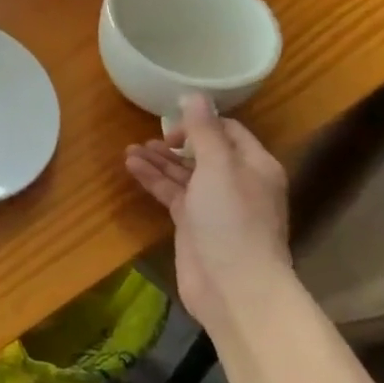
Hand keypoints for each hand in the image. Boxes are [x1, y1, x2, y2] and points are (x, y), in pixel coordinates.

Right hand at [125, 94, 291, 331]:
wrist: (234, 287)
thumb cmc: (232, 220)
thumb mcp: (218, 166)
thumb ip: (204, 130)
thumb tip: (194, 94)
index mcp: (254, 166)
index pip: (229, 131)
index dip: (201, 122)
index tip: (173, 123)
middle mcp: (236, 182)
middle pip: (203, 152)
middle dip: (175, 141)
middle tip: (150, 138)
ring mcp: (214, 205)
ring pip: (183, 173)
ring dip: (158, 159)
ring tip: (130, 149)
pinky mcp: (193, 224)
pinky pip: (171, 192)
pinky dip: (153, 178)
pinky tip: (131, 166)